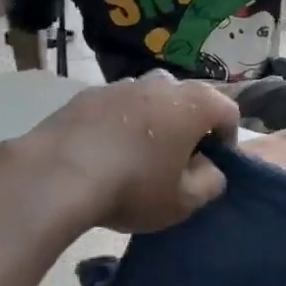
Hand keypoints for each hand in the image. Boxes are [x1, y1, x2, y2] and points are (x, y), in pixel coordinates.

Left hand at [14, 71, 238, 233]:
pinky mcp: (87, 94)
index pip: (228, 112)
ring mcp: (122, 84)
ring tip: (138, 156)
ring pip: (151, 100)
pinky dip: (119, 124)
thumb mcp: (183, 201)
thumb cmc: (133, 187)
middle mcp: (163, 83)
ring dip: (154, 122)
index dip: (228, 140)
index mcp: (195, 103)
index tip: (213, 166)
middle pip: (189, 100)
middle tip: (177, 161)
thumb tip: (210, 170)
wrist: (56, 175)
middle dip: (190, 127)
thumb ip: (210, 183)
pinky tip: (105, 153)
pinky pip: (117, 107)